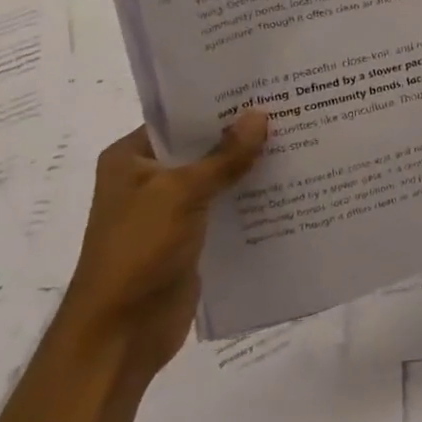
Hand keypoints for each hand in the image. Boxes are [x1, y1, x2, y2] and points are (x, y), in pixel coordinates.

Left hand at [61, 111, 271, 379]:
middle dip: (243, 134)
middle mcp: (148, 179)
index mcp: (131, 159)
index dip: (219, 104)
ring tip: (301, 142)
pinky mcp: (190, 237)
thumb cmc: (139, 250)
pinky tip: (289, 185)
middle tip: (293, 110)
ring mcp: (169, 210)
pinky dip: (251, 197)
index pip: (179, 117)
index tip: (264, 88)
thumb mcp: (182, 193)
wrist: (121, 333)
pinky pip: (225, 207)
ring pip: (218, 177)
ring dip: (251, 167)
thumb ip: (224, 155)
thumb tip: (260, 114)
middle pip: (202, 146)